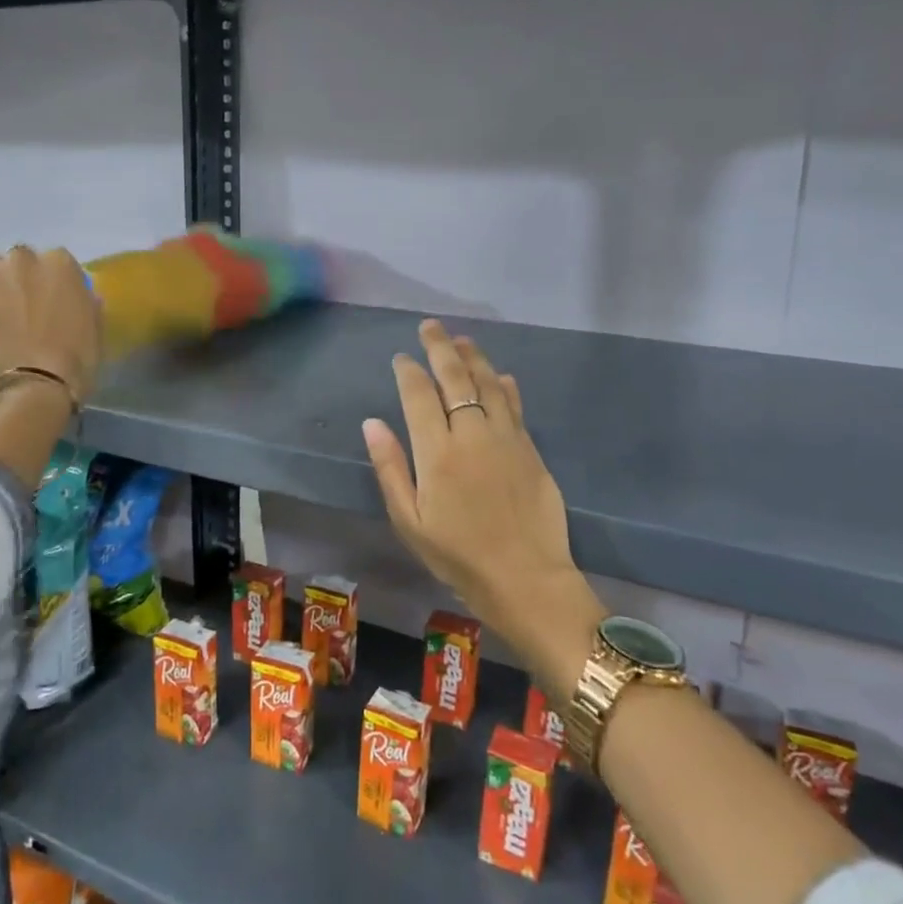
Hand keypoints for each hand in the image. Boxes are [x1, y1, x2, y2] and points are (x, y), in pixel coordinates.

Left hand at [0, 246, 100, 402]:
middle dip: (24, 281)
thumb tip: (79, 297)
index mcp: (62, 264)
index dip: (54, 284)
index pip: (57, 262)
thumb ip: (85, 302)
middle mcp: (26, 258)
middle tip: (26, 310)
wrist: (37, 381)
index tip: (53, 303)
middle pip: (23, 261)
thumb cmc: (76, 358)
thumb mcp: (95, 327)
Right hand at [363, 320, 602, 691]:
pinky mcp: (530, 448)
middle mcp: (472, 433)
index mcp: (437, 451)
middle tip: (431, 326)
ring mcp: (505, 437)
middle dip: (440, 347)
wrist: (525, 577)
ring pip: (488, 383)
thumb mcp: (409, 520)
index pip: (419, 395)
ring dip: (474, 357)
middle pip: (455, 377)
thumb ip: (390, 467)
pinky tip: (500, 376)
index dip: (408, 371)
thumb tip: (372, 422)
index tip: (401, 357)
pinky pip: (514, 405)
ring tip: (462, 340)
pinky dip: (504, 386)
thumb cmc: (457, 555)